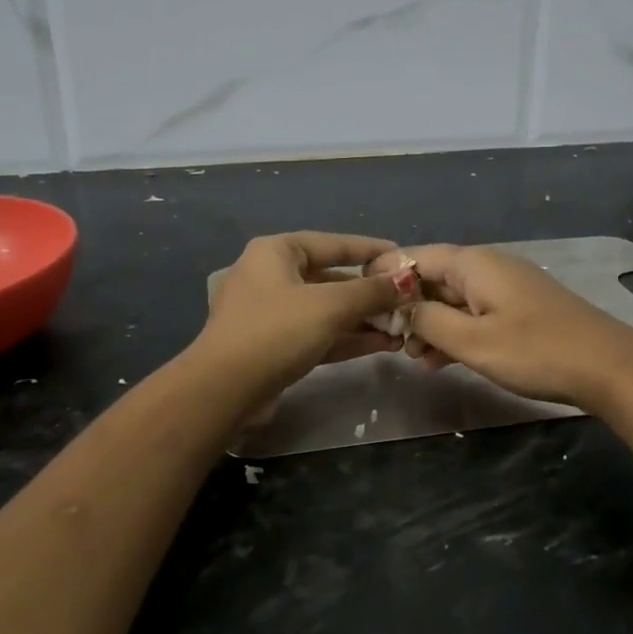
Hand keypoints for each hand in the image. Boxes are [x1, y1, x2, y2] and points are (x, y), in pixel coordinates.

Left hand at [196, 232, 404, 396]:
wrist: (225, 390)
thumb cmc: (277, 331)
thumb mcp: (330, 306)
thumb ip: (371, 291)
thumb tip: (407, 279)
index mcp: (276, 252)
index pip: (332, 243)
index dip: (369, 249)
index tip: (402, 255)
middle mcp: (270, 276)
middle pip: (330, 278)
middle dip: (369, 292)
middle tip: (406, 299)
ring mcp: (270, 313)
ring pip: (325, 310)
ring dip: (362, 318)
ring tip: (401, 326)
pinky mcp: (274, 346)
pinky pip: (317, 334)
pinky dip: (346, 338)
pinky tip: (381, 344)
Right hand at [371, 244, 632, 411]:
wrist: (610, 368)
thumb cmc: (536, 351)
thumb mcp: (473, 341)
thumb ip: (430, 321)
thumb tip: (402, 308)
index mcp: (473, 264)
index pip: (416, 256)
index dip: (386, 275)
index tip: (359, 298)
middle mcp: (488, 267)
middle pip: (434, 277)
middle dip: (408, 306)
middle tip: (386, 339)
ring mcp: (507, 288)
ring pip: (454, 299)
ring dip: (430, 324)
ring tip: (412, 356)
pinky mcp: (520, 309)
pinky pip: (475, 313)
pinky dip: (455, 331)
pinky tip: (441, 360)